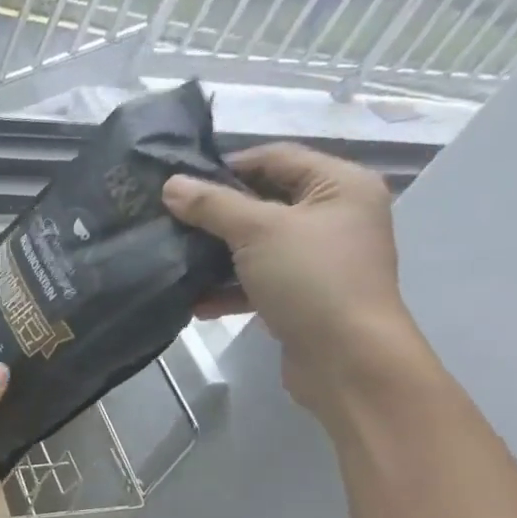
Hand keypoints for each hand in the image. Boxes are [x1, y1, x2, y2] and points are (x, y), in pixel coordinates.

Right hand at [164, 142, 427, 417]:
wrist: (347, 359)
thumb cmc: (311, 279)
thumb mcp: (257, 232)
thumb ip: (212, 205)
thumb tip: (170, 184)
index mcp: (340, 185)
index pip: (276, 158)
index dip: (228, 166)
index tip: (180, 184)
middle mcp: (335, 216)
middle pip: (264, 201)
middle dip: (216, 214)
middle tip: (169, 220)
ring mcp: (319, 259)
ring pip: (257, 245)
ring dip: (216, 255)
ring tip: (175, 259)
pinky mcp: (303, 295)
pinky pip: (258, 281)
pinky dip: (228, 289)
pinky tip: (194, 302)